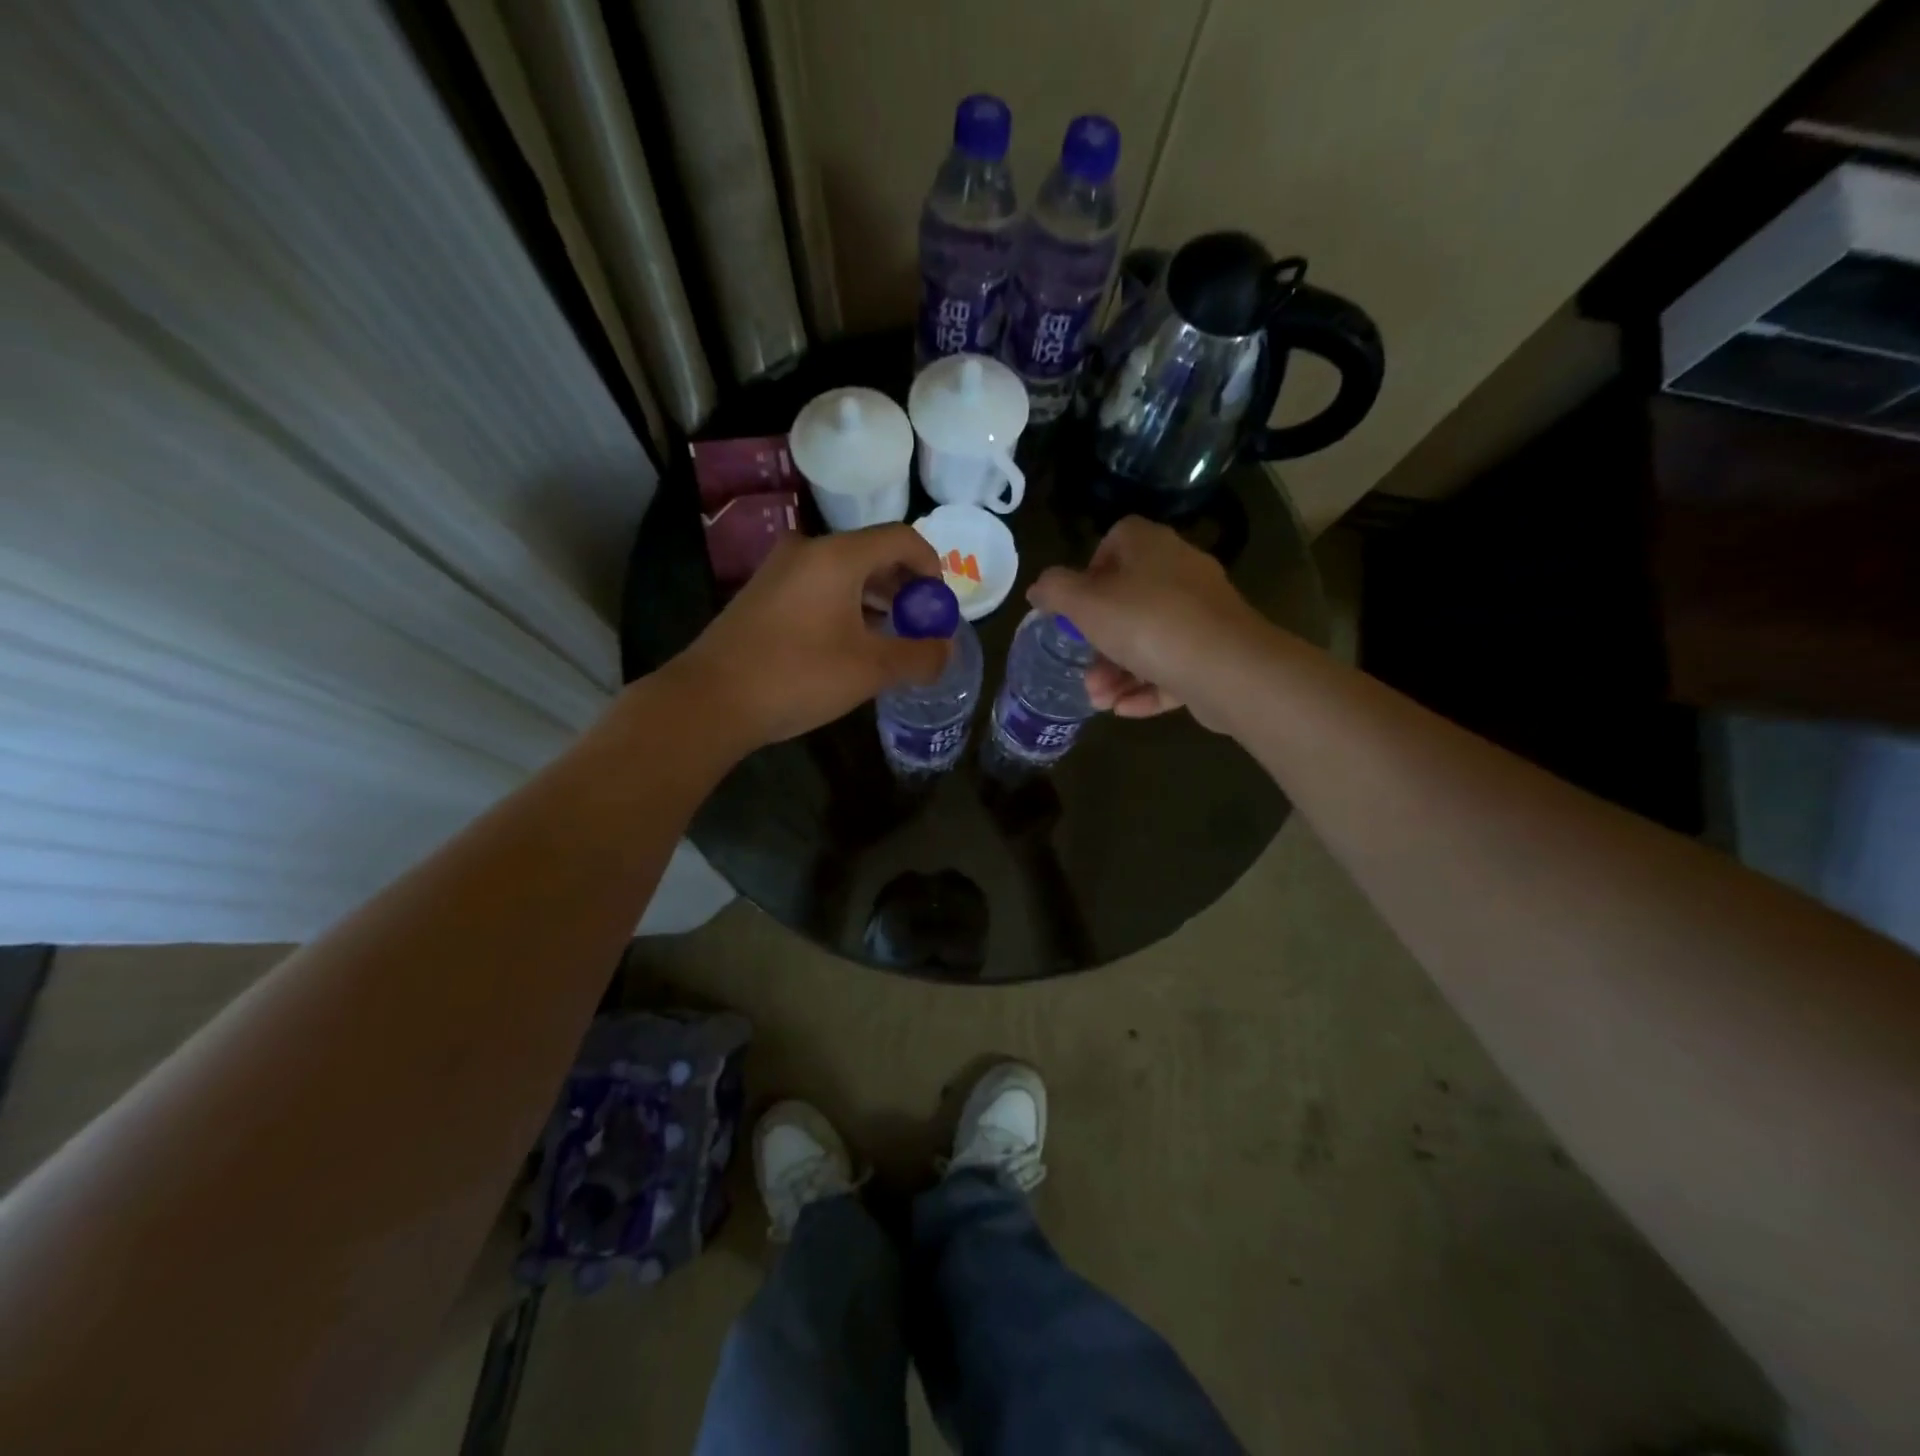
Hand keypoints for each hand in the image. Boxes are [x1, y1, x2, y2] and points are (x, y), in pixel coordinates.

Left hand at [671, 525, 950, 748]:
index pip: (901, 539)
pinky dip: (846, 606)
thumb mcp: (870, 670)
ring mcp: (780, 571)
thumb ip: (918, 656)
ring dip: (876, 599)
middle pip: (872, 553)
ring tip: (892, 637)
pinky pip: (819, 587)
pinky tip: (852, 643)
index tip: (940, 605)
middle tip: (921, 624)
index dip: (931, 567)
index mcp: (837, 556)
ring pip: (844, 573)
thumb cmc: (798, 675)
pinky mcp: (763, 595)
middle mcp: (807, 550)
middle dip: (905, 587)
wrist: (711, 700)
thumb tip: (947, 651)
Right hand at [1027, 517, 1267, 729]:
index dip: (1092, 568)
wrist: (1228, 668)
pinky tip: (1124, 710)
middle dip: (1099, 640)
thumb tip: (1039, 587)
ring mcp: (1203, 614)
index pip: (1119, 539)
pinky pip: (1174, 667)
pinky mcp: (1217, 652)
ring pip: (1150, 639)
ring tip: (1099, 701)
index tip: (1077, 603)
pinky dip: (1147, 687)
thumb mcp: (1086, 604)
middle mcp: (1181, 572)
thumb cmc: (1148, 624)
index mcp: (1151, 548)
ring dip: (1118, 671)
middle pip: (1130, 599)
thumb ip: (1056, 591)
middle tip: (1083, 667)